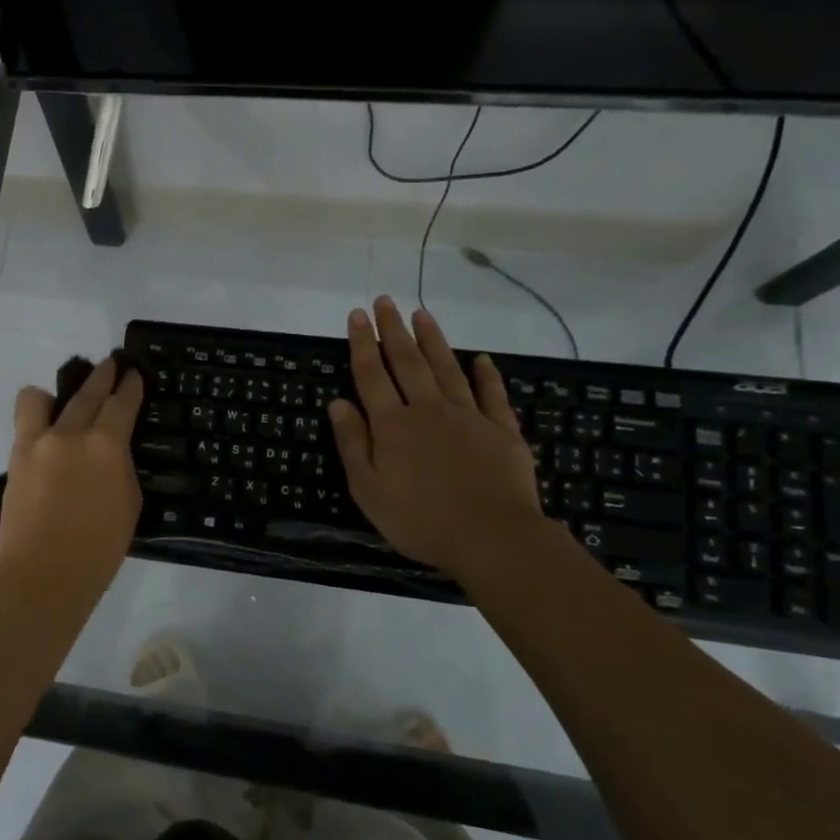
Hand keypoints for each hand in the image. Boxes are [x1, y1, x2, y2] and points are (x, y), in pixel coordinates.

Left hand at [0, 356, 144, 611]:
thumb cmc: (99, 548)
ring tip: (62, 405)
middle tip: (111, 363)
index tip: (134, 374)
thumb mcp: (128, 503)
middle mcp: (71, 434)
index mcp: (107, 446)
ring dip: (56, 394)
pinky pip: (24, 422)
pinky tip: (44, 432)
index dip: (131, 386)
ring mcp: (38, 442)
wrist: (45, 575)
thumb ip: (119, 467)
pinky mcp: (16, 457)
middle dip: (102, 375)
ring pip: (41, 398)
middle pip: (88, 392)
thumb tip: (110, 452)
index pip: (122, 403)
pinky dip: (36, 419)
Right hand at [328, 295, 545, 577]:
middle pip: (407, 362)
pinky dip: (486, 374)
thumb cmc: (420, 520)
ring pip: (446, 368)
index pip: (371, 375)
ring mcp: (468, 416)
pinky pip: (492, 394)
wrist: (492, 538)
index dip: (362, 344)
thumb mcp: (369, 490)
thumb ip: (353, 443)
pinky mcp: (501, 430)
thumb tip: (337, 402)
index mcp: (392, 425)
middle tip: (385, 301)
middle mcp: (428, 410)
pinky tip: (481, 359)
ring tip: (422, 314)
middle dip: (394, 330)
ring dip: (433, 340)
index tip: (357, 315)